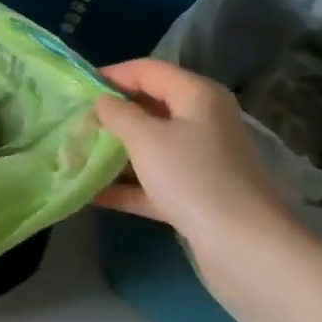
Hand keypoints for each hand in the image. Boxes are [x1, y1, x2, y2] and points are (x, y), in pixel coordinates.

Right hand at [93, 59, 320, 321]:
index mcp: (197, 96)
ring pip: (151, 146)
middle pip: (149, 107)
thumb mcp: (145, 139)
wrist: (247, 251)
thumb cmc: (193, 178)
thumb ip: (117, 114)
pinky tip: (91, 193)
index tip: (76, 89)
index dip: (112, 75)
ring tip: (74, 154)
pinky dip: (127, 185)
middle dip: (111, 115)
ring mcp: (202, 161)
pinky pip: (154, 181)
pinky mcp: (198, 197)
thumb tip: (102, 101)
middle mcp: (203, 122)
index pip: (148, 70)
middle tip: (73, 123)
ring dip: (115, 151)